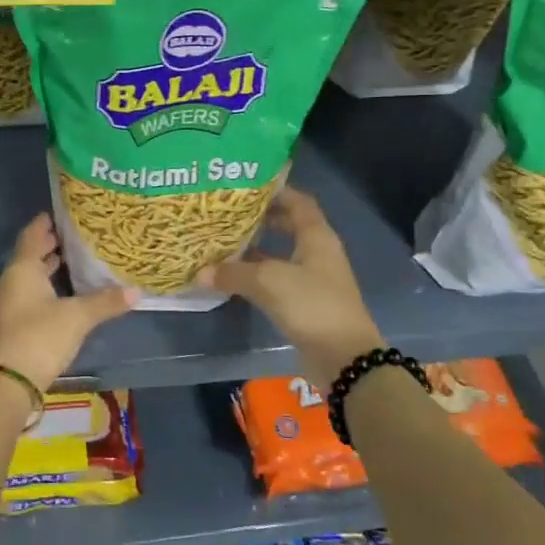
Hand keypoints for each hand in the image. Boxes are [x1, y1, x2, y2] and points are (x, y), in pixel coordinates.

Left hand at [0, 214, 136, 394]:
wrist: (6, 383)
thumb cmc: (39, 337)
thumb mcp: (77, 317)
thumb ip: (105, 302)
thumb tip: (137, 291)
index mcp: (22, 270)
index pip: (32, 235)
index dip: (45, 223)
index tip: (60, 213)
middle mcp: (10, 282)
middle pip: (29, 256)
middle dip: (49, 246)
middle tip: (74, 235)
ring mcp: (7, 305)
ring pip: (28, 278)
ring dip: (47, 269)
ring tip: (72, 261)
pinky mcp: (10, 325)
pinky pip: (28, 296)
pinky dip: (44, 289)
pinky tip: (63, 295)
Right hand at [195, 186, 383, 380]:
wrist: (344, 358)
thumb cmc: (312, 305)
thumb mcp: (269, 282)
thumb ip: (233, 273)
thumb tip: (200, 272)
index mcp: (317, 237)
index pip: (298, 201)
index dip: (276, 191)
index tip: (246, 186)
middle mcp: (317, 252)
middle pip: (289, 225)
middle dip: (261, 218)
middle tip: (229, 213)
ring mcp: (313, 278)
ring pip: (281, 254)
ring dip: (257, 248)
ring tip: (225, 241)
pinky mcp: (306, 302)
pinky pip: (278, 279)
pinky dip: (258, 275)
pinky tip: (234, 277)